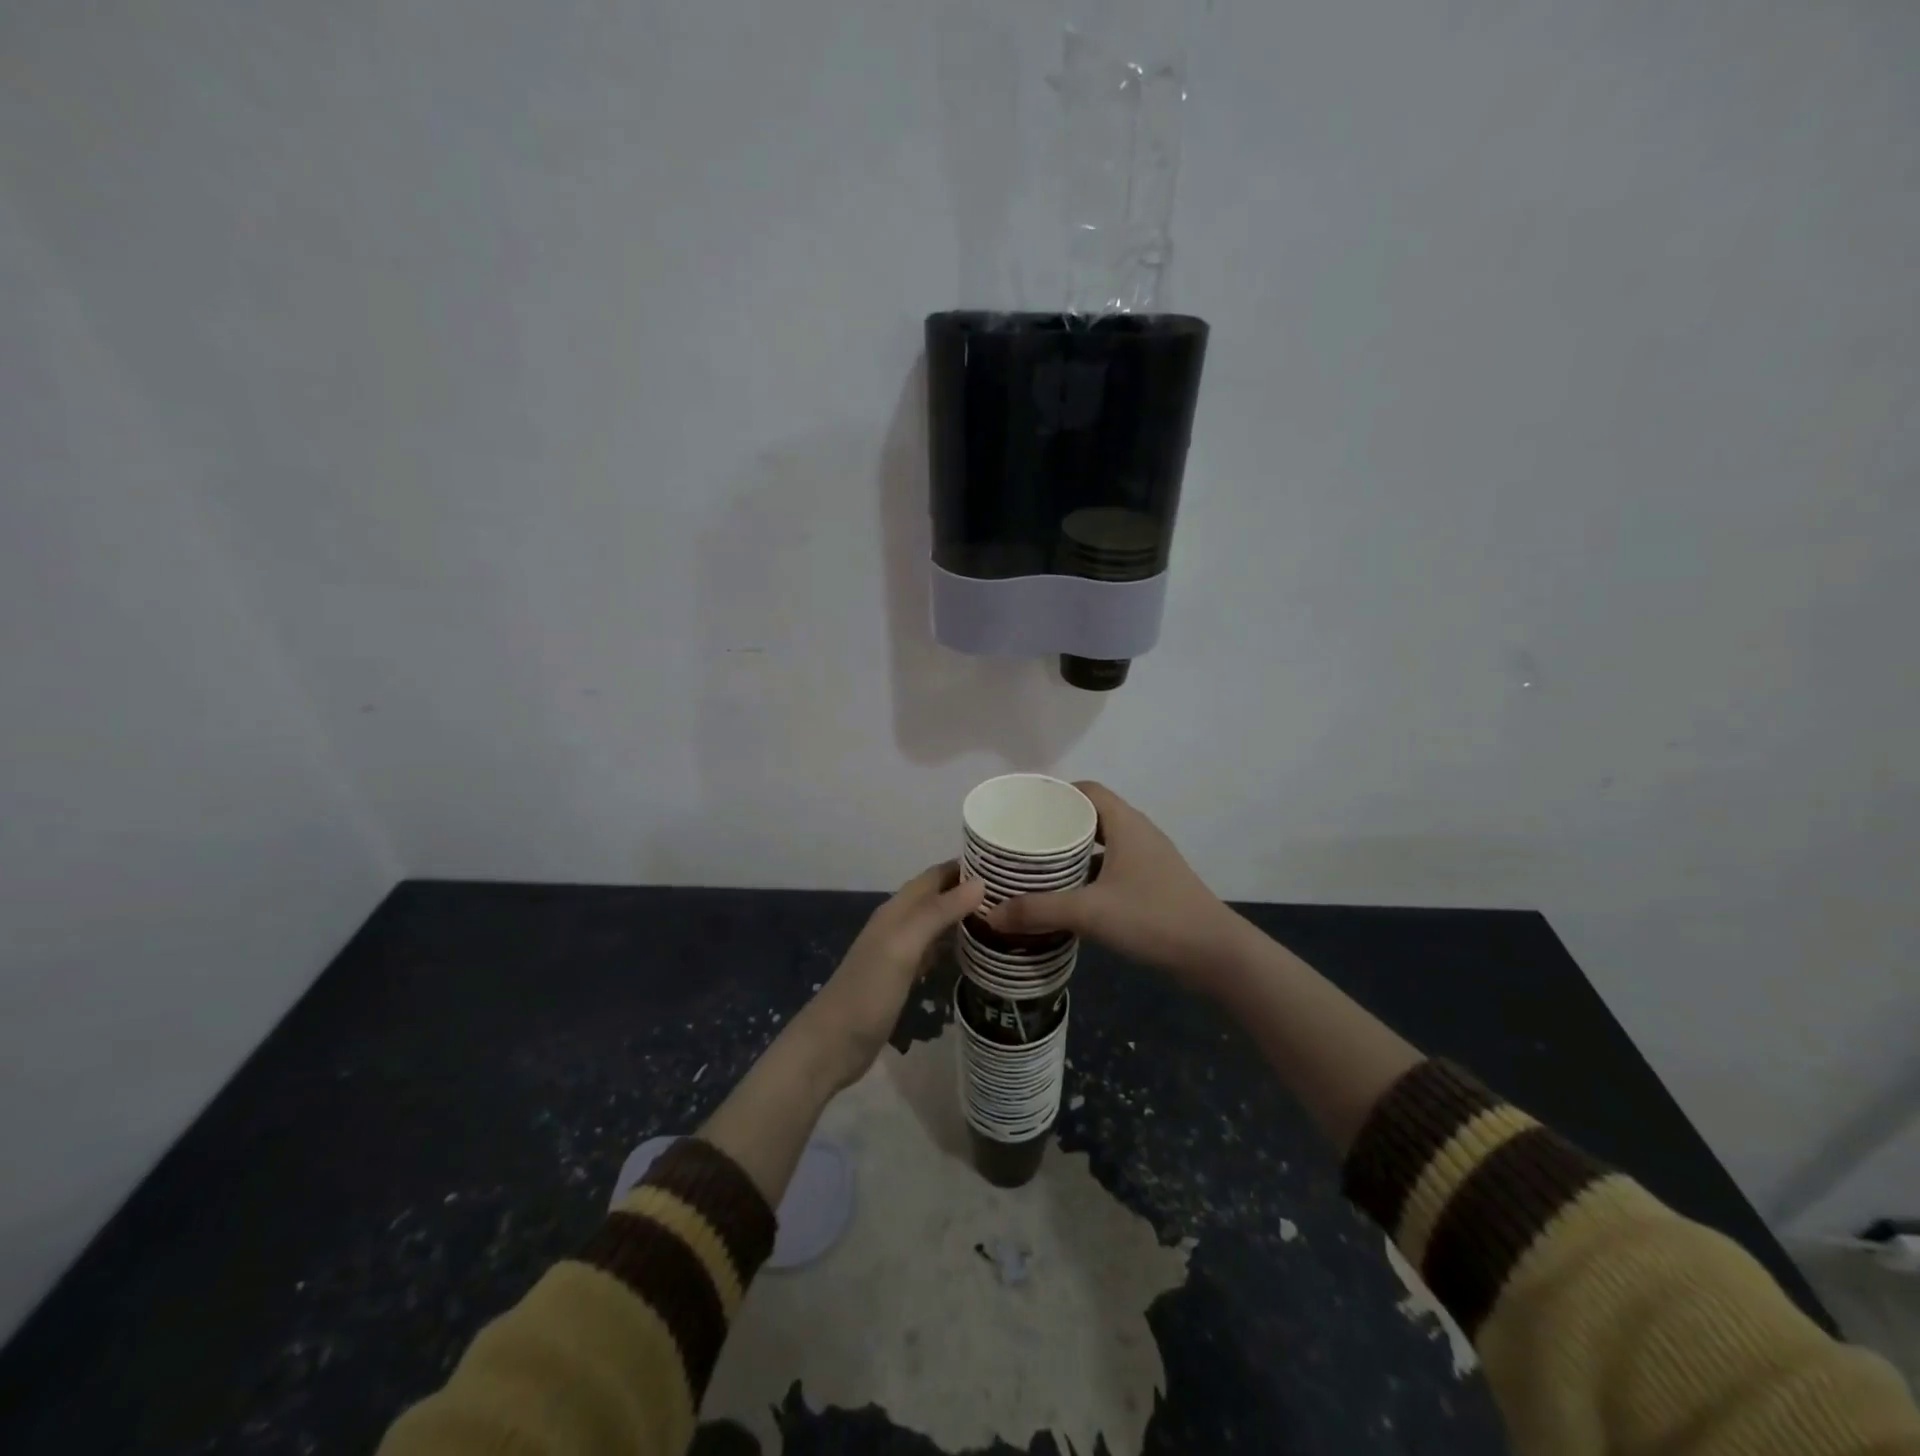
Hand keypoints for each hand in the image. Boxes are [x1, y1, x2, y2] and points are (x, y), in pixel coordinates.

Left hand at [796, 862, 984, 1090]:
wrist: (833, 1044)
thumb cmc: (868, 992)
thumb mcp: (904, 947)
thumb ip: (939, 913)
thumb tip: (981, 882)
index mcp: (898, 909)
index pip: (936, 874)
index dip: (966, 866)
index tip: (1005, 866)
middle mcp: (899, 923)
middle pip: (938, 896)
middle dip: (970, 890)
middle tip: (1013, 894)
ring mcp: (900, 951)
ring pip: (938, 922)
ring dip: (965, 916)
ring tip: (1004, 919)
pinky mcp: (904, 977)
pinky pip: (935, 949)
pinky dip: (955, 944)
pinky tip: (977, 952)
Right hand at [983, 782, 1244, 989]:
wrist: (1215, 954)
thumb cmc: (1154, 918)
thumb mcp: (1090, 913)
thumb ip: (1039, 911)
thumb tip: (991, 915)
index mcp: (1126, 824)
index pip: (1087, 790)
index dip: (1055, 794)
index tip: (1023, 808)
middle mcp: (1138, 834)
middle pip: (1092, 815)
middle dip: (1057, 825)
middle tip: (1022, 839)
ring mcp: (1149, 860)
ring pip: (1103, 844)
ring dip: (1073, 852)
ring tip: (1037, 866)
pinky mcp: (1154, 885)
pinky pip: (1113, 867)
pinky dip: (1089, 874)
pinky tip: (1069, 895)